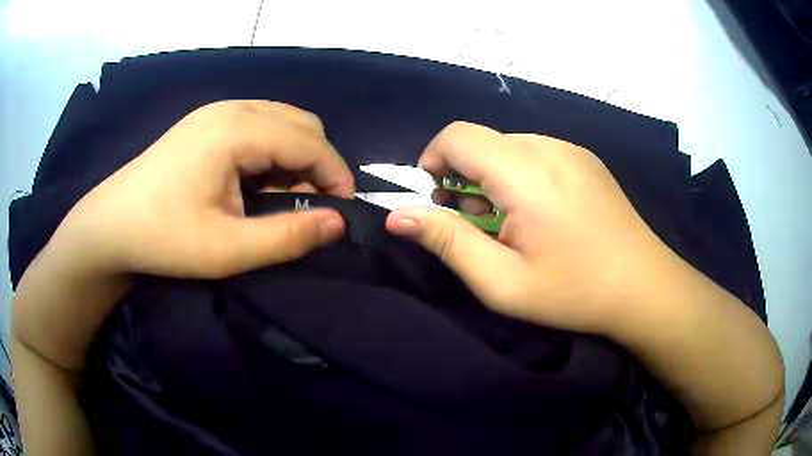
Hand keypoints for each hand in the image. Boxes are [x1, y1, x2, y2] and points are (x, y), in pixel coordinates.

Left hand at [53, 100, 354, 278]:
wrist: (110, 225)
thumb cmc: (162, 238)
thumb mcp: (226, 250)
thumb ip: (287, 236)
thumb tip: (338, 224)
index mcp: (237, 129)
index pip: (310, 141)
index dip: (336, 175)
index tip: (342, 213)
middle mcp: (232, 107)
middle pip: (300, 123)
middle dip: (318, 163)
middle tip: (310, 207)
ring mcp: (216, 111)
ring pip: (281, 122)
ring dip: (296, 157)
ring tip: (284, 199)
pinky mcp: (207, 122)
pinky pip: (259, 126)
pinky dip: (273, 152)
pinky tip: (257, 183)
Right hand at [386, 122, 670, 334]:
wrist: (645, 287)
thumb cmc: (574, 291)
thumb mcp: (502, 281)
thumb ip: (447, 241)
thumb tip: (397, 215)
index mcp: (525, 170)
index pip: (457, 135)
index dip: (433, 160)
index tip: (436, 200)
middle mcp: (548, 146)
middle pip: (483, 142)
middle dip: (463, 177)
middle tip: (477, 226)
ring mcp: (572, 150)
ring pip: (510, 148)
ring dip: (493, 178)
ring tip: (510, 224)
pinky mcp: (587, 160)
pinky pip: (538, 154)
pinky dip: (521, 177)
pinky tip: (541, 215)